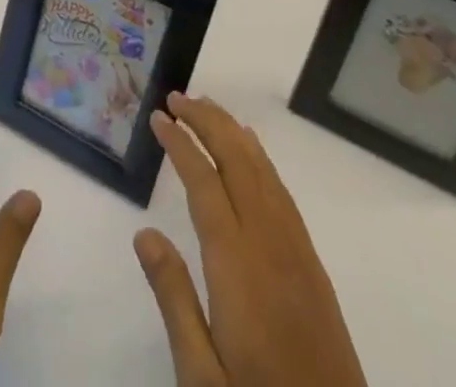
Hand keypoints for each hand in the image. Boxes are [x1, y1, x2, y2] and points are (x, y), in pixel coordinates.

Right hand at [134, 94, 367, 386]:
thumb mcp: (201, 376)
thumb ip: (173, 299)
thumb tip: (144, 232)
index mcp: (237, 266)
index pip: (205, 183)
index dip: (181, 144)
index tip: (159, 117)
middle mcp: (270, 244)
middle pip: (238, 162)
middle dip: (207, 122)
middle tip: (177, 97)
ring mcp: (297, 252)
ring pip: (263, 171)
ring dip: (233, 132)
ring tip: (207, 107)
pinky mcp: (312, 267)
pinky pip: (282, 193)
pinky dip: (260, 159)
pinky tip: (251, 153)